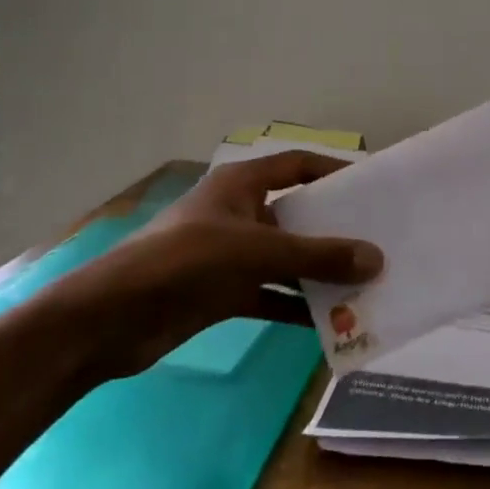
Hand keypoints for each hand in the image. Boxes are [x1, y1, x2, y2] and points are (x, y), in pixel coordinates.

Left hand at [43, 151, 382, 380]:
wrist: (111, 320)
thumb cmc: (183, 262)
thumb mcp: (254, 252)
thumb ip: (315, 256)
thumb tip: (376, 259)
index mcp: (241, 185)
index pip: (296, 165)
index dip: (331, 170)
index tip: (370, 185)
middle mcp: (239, 214)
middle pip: (296, 215)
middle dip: (333, 230)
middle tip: (379, 241)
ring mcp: (230, 255)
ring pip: (286, 259)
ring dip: (318, 272)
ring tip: (364, 284)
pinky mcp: (222, 292)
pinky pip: (270, 294)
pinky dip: (295, 305)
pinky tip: (328, 323)